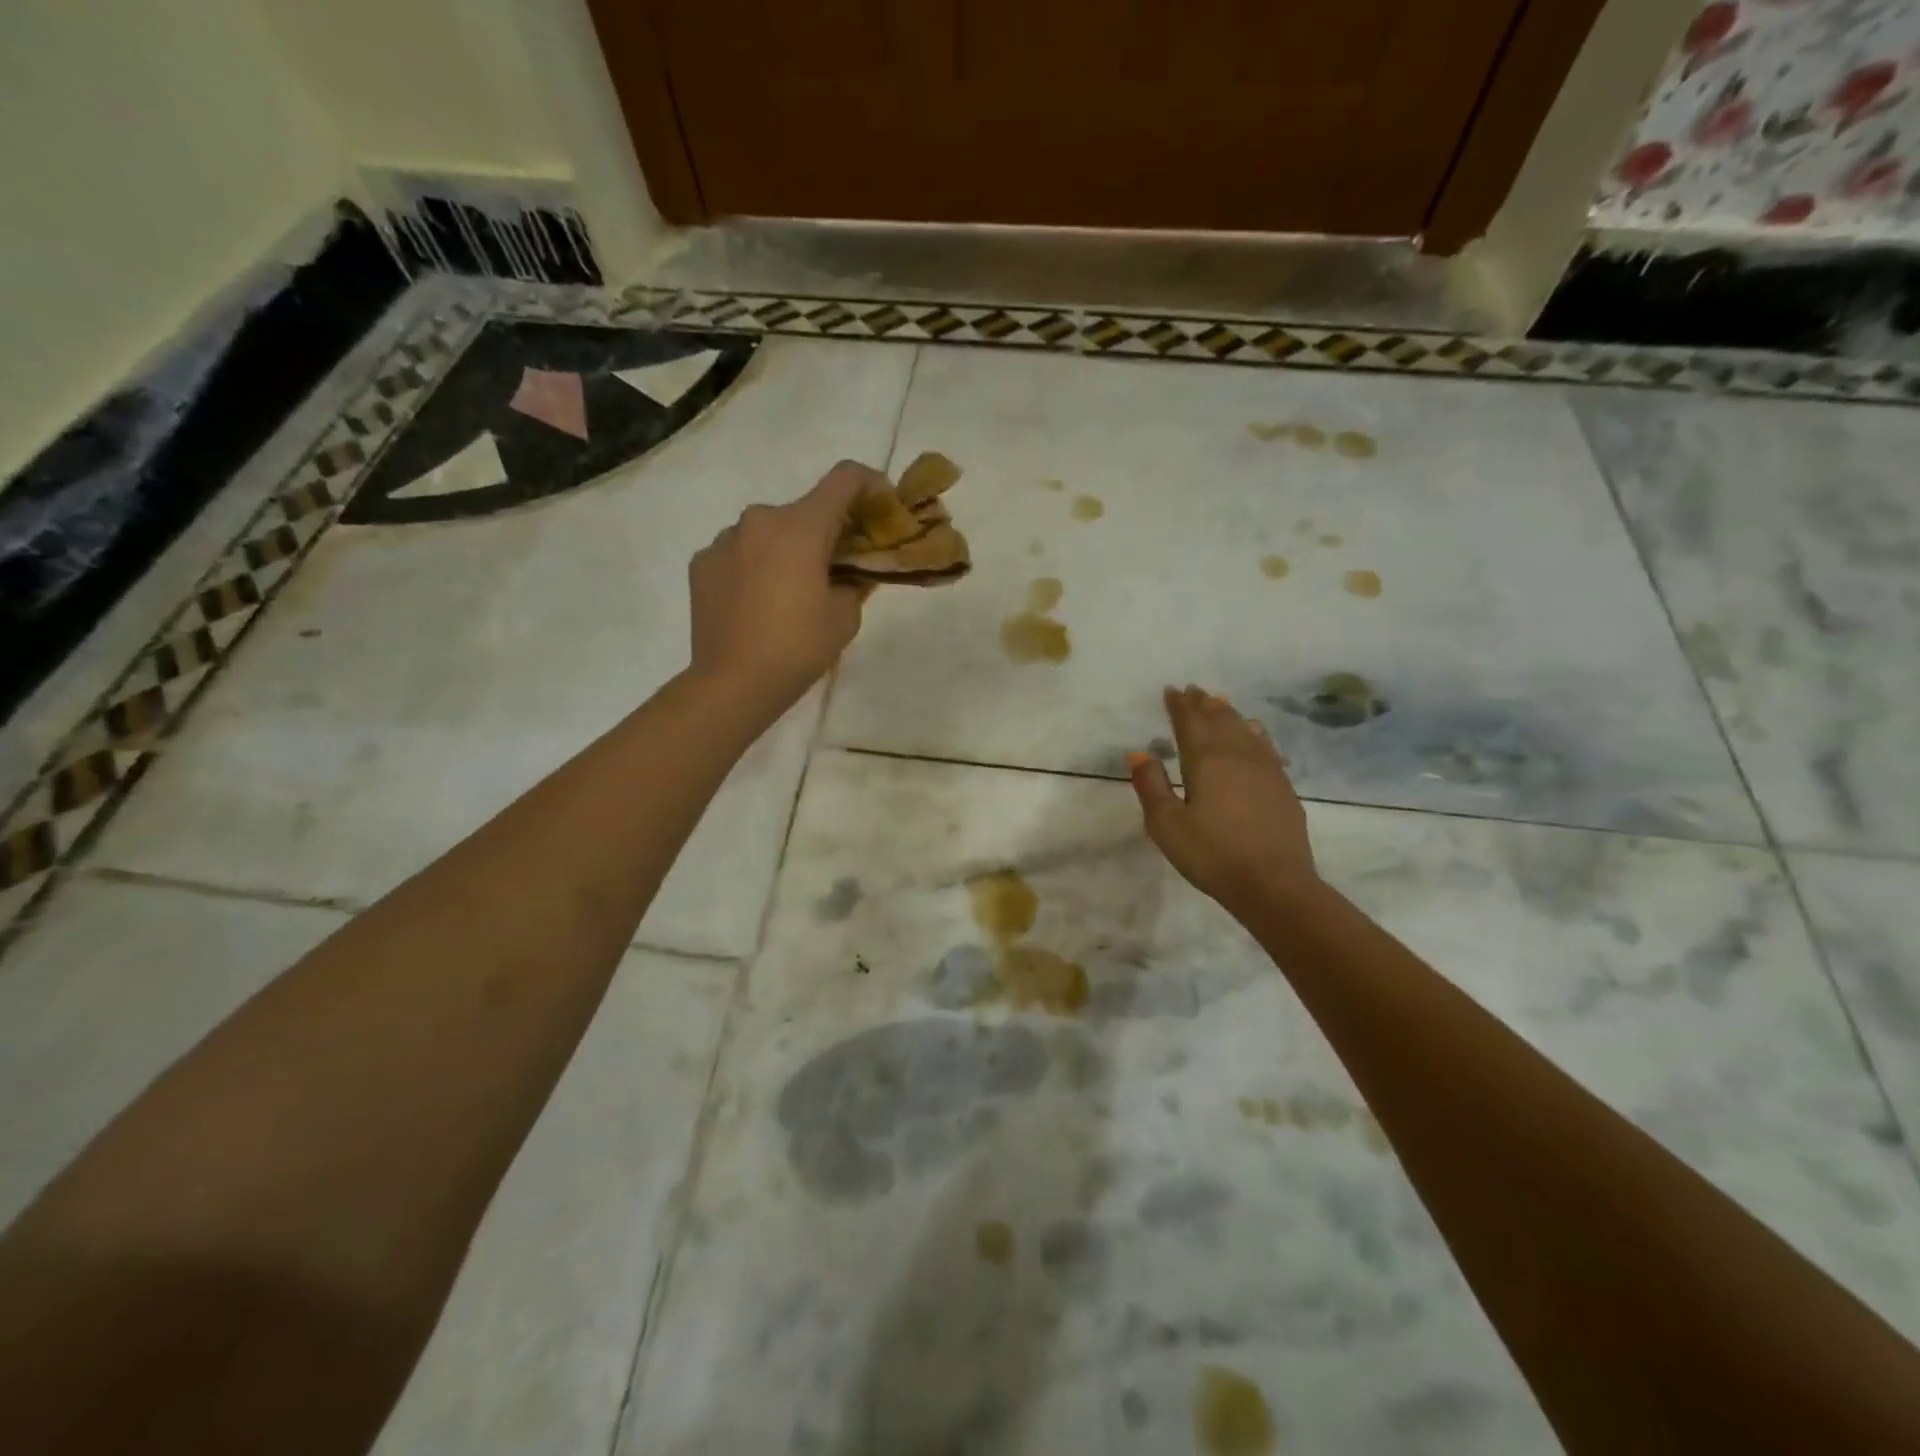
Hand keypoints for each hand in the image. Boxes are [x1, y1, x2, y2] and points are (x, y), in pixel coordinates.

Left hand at [688, 461, 876, 715]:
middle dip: (825, 532)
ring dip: (786, 549)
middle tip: (836, 567)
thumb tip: (848, 573)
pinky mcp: (702, 563)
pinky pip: (739, 553)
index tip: (881, 504)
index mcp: (801, 526)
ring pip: (768, 532)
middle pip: (804, 511)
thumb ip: (854, 582)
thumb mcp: (845, 616)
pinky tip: (756, 602)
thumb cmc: (798, 647)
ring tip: (790, 592)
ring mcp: (724, 539)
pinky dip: (755, 566)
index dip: (870, 483)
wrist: (732, 682)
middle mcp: (760, 519)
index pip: (844, 479)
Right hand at [1129, 686, 1318, 915]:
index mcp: (1205, 760)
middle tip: (1193, 690)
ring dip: (1229, 714)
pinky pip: (1265, 746)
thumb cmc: (1211, 854)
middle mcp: (1237, 755)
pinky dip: (1254, 732)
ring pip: (1244, 729)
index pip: (1190, 722)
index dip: (1179, 706)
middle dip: (1203, 704)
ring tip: (1219, 702)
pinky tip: (1255, 732)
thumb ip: (1151, 786)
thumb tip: (1140, 752)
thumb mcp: (1166, 824)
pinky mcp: (1283, 787)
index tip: (1171, 690)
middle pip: (1219, 720)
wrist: (1273, 883)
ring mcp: (1265, 769)